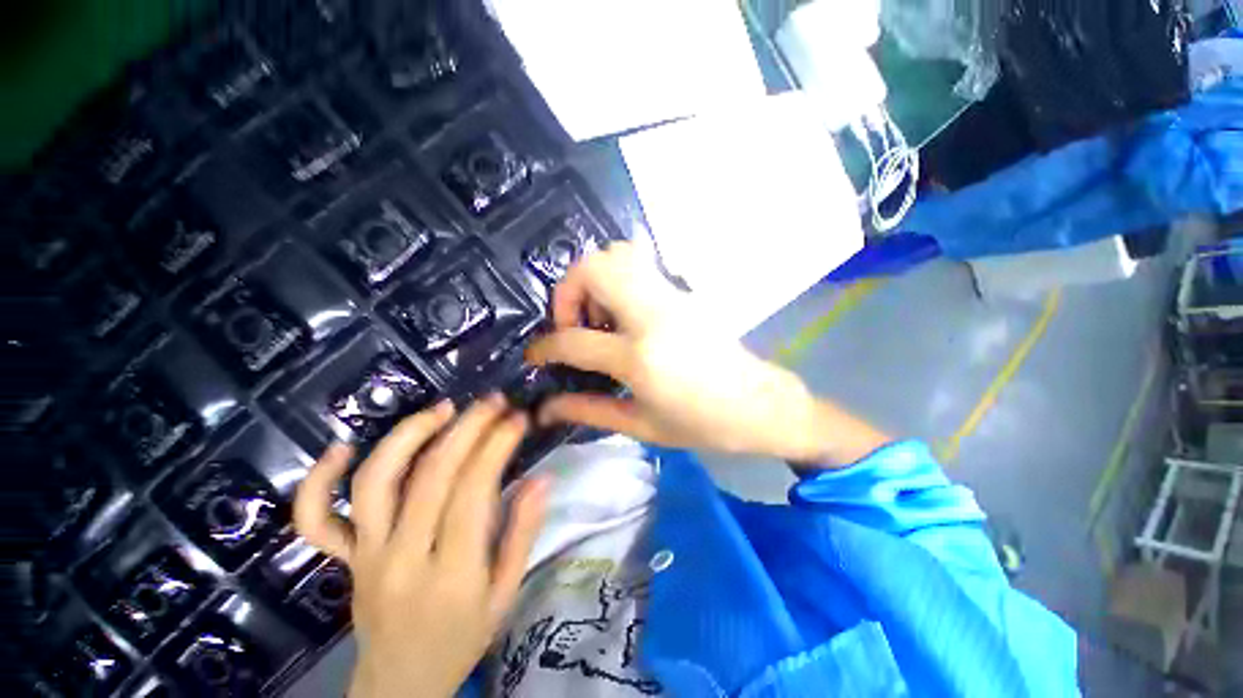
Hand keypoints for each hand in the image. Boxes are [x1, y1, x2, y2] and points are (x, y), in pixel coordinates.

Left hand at [294, 396, 548, 697]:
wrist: (401, 683)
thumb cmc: (463, 638)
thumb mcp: (506, 594)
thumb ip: (523, 534)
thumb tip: (542, 478)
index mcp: (452, 574)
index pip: (473, 491)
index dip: (497, 446)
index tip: (517, 418)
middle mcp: (401, 558)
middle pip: (430, 477)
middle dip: (467, 428)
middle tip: (493, 401)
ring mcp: (365, 556)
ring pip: (376, 483)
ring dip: (409, 436)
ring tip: (443, 408)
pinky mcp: (343, 558)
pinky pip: (317, 519)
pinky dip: (319, 481)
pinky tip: (344, 446)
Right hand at [525, 243, 829, 460]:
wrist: (757, 404)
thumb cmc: (701, 424)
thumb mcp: (641, 425)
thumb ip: (589, 409)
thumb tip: (546, 407)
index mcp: (640, 358)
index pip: (574, 340)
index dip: (545, 347)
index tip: (535, 355)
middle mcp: (652, 316)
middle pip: (593, 269)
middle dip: (567, 292)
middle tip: (574, 326)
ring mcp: (671, 297)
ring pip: (617, 255)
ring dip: (593, 280)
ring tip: (599, 318)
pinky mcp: (682, 292)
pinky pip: (640, 264)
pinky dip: (618, 277)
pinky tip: (623, 313)